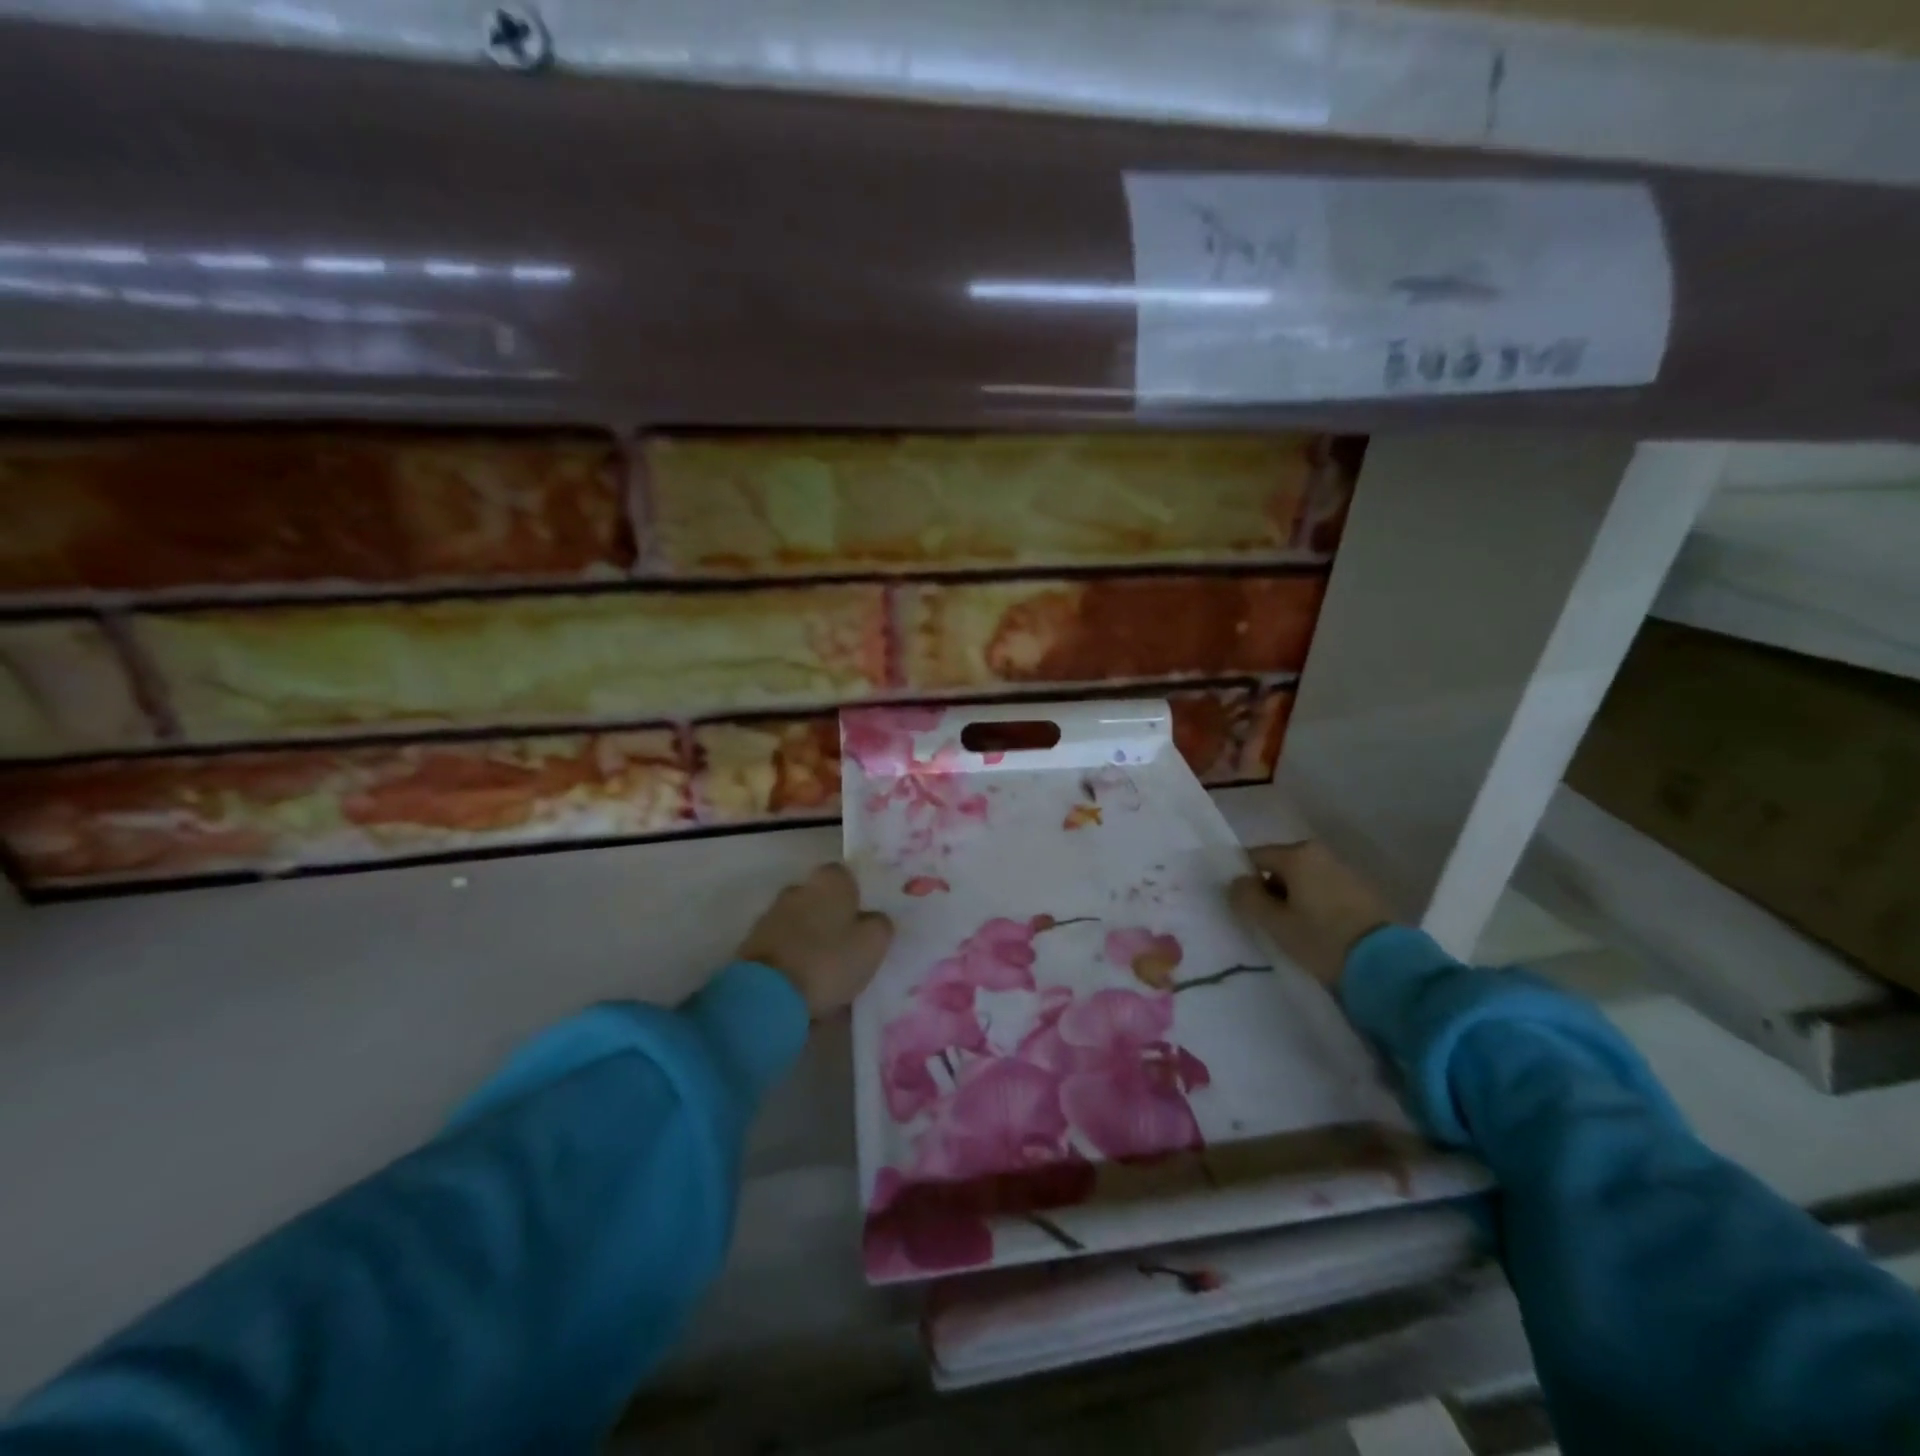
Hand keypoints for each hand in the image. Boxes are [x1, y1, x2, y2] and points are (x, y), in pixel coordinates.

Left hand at [737, 863, 893, 1016]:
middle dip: (832, 918)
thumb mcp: (873, 943)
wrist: (766, 995)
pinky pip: (783, 946)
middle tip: (848, 948)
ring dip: (811, 940)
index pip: (847, 876)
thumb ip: (879, 924)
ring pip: (801, 923)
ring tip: (826, 974)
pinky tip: (804, 984)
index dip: (856, 897)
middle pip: (821, 900)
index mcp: (829, 881)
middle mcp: (797, 888)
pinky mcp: (752, 943)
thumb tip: (873, 919)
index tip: (865, 922)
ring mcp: (771, 915)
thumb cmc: (828, 960)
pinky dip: (793, 959)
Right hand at [1229, 842, 1392, 988]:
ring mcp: (1345, 870)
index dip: (1243, 881)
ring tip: (1293, 931)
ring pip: (1303, 879)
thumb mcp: (1274, 923)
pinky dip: (1314, 904)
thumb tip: (1235, 882)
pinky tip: (1317, 931)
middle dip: (1269, 890)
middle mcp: (1321, 853)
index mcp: (1297, 854)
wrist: (1387, 965)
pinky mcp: (1363, 891)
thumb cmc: (1321, 939)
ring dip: (1292, 899)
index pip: (1254, 857)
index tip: (1242, 908)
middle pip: (1280, 867)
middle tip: (1266, 922)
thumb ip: (1246, 898)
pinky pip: (1324, 890)